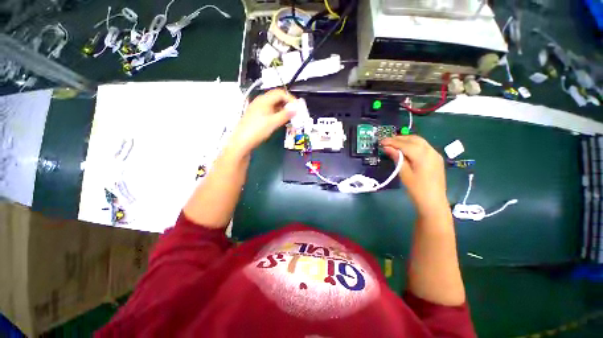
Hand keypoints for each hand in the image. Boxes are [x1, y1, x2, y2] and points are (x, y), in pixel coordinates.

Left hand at [228, 89, 296, 156]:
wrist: (242, 142)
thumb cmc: (257, 130)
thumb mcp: (273, 122)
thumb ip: (285, 115)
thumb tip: (296, 108)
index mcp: (263, 100)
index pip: (280, 93)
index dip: (290, 98)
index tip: (298, 107)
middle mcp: (260, 102)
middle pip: (276, 98)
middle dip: (287, 104)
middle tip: (295, 112)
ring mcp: (257, 109)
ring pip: (273, 105)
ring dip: (283, 109)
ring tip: (289, 117)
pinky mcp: (257, 116)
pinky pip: (270, 111)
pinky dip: (277, 114)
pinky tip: (280, 120)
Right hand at [381, 135, 448, 215]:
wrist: (433, 202)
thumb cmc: (417, 189)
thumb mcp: (404, 174)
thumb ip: (397, 158)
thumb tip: (387, 148)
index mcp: (423, 156)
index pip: (405, 144)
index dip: (392, 142)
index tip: (381, 142)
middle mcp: (431, 151)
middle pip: (414, 139)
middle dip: (399, 139)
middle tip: (386, 142)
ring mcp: (435, 154)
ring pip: (419, 141)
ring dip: (406, 140)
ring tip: (393, 144)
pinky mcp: (436, 158)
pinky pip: (423, 146)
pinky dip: (413, 144)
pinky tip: (405, 149)